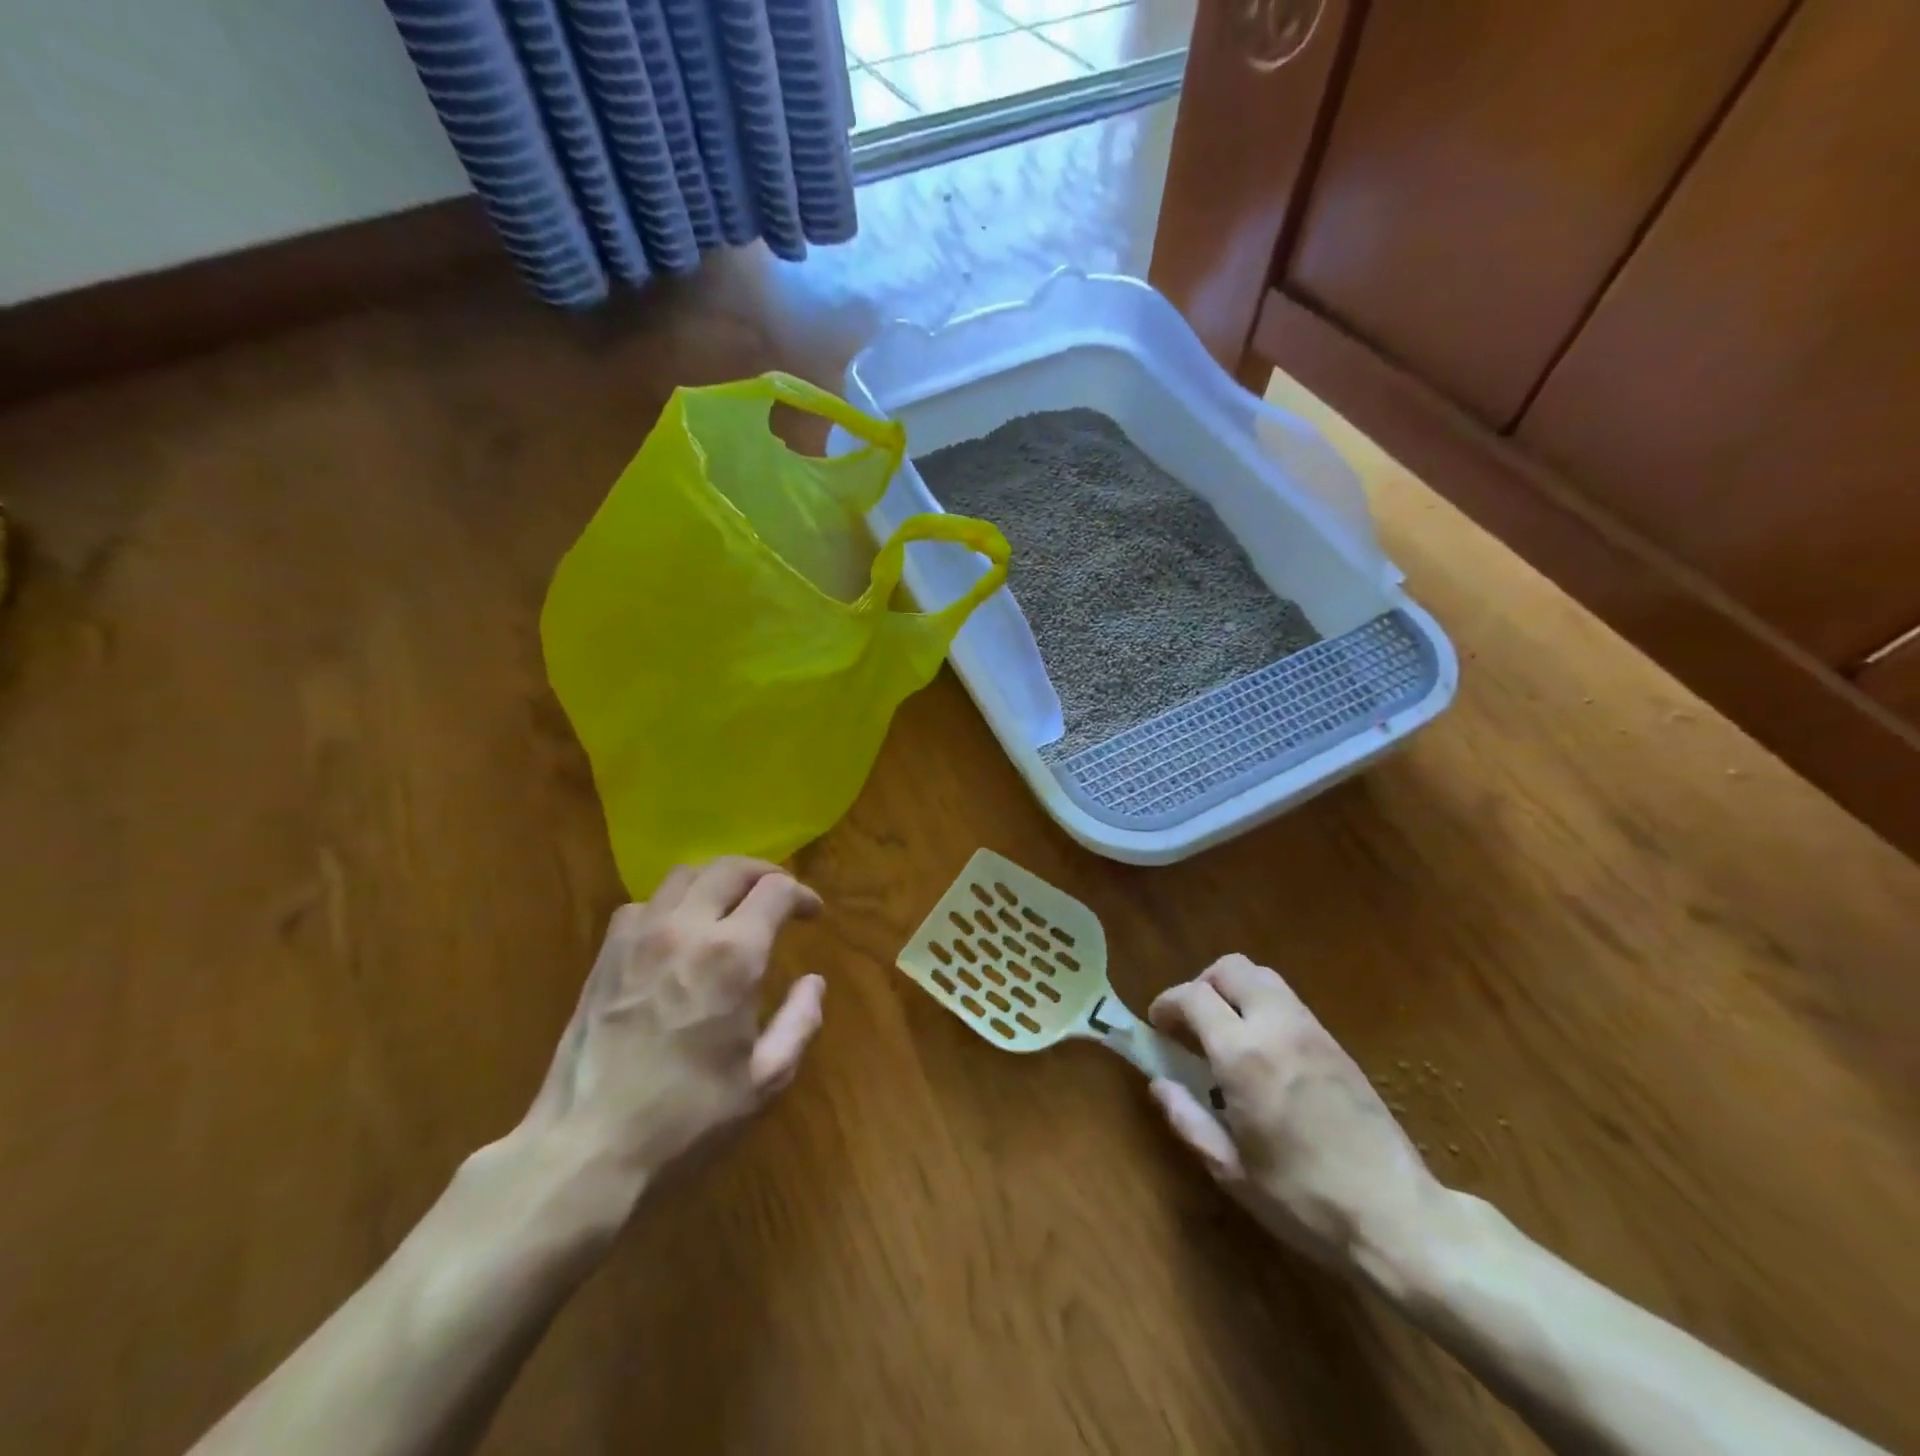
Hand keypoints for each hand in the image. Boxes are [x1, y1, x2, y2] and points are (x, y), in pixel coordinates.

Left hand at [515, 858, 825, 1213]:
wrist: (587, 1147)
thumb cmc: (687, 1117)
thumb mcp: (764, 1079)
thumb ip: (800, 1022)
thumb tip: (813, 982)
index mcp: (733, 955)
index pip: (776, 890)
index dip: (802, 894)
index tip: (812, 913)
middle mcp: (687, 928)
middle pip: (731, 868)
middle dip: (764, 873)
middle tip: (780, 895)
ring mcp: (640, 936)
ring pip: (686, 874)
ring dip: (718, 880)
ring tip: (732, 905)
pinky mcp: (607, 953)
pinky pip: (646, 903)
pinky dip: (674, 902)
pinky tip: (679, 931)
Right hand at [1148, 955, 1447, 1282]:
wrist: (1398, 1218)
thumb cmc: (1304, 1201)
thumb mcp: (1232, 1171)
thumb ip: (1188, 1119)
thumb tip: (1159, 1084)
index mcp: (1243, 1056)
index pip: (1194, 996)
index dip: (1167, 1003)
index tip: (1158, 1026)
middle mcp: (1277, 1027)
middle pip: (1231, 969)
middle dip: (1201, 985)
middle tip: (1192, 1023)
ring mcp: (1312, 1031)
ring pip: (1263, 976)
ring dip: (1235, 991)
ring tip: (1226, 1032)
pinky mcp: (1336, 1043)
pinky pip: (1289, 1001)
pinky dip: (1263, 1006)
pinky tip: (1263, 1051)